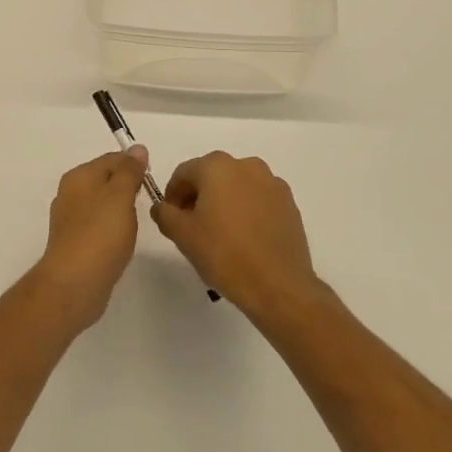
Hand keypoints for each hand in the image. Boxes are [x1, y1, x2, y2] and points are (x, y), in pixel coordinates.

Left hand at [35, 148, 149, 329]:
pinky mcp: (74, 243)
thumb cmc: (100, 234)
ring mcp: (70, 219)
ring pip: (102, 204)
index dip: (134, 165)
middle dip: (127, 187)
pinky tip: (121, 241)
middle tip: (148, 202)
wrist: (74, 284)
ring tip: (137, 223)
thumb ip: (129, 171)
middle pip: (105, 180)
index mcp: (79, 177)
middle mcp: (70, 193)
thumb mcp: (120, 196)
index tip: (152, 181)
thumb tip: (137, 148)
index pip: (111, 159)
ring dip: (120, 209)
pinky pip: (97, 226)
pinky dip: (111, 229)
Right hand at [151, 152, 322, 324]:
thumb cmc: (224, 254)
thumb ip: (164, 214)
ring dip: (223, 203)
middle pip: (211, 176)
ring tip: (220, 234)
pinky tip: (244, 239)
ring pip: (236, 187)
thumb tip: (163, 207)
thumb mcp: (182, 235)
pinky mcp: (289, 203)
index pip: (183, 174)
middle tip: (192, 228)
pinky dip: (246, 211)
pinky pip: (258, 200)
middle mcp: (246, 165)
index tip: (171, 220)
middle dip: (198, 197)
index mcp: (217, 166)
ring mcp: (272, 183)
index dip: (172, 196)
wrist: (278, 285)